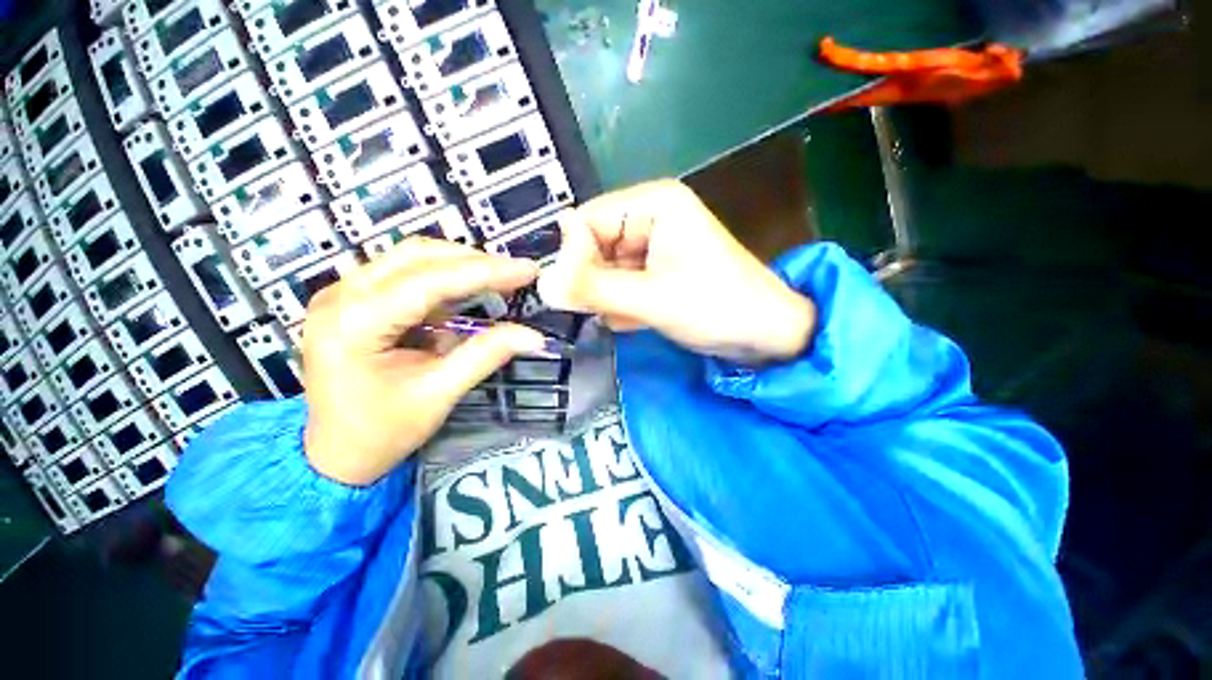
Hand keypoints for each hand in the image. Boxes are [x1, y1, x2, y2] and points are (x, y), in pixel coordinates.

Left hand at [301, 239, 545, 485]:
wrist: (335, 453)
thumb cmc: (382, 431)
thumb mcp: (438, 394)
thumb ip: (486, 355)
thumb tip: (533, 336)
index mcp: (354, 323)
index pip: (429, 281)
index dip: (484, 272)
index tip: (527, 270)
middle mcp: (341, 296)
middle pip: (418, 256)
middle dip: (474, 262)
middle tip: (517, 273)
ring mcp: (343, 294)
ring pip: (412, 258)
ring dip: (460, 265)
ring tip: (500, 280)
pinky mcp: (355, 300)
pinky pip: (406, 274)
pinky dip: (444, 279)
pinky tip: (468, 294)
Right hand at [539, 180, 815, 362]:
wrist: (766, 335)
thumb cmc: (717, 307)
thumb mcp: (651, 298)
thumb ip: (594, 289)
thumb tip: (542, 285)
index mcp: (652, 204)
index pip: (586, 221)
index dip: (572, 258)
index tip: (571, 294)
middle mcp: (650, 217)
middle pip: (594, 246)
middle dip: (593, 281)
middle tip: (600, 310)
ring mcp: (654, 245)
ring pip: (606, 268)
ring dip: (608, 296)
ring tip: (628, 316)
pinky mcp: (657, 270)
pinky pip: (622, 282)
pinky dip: (622, 303)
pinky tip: (637, 319)